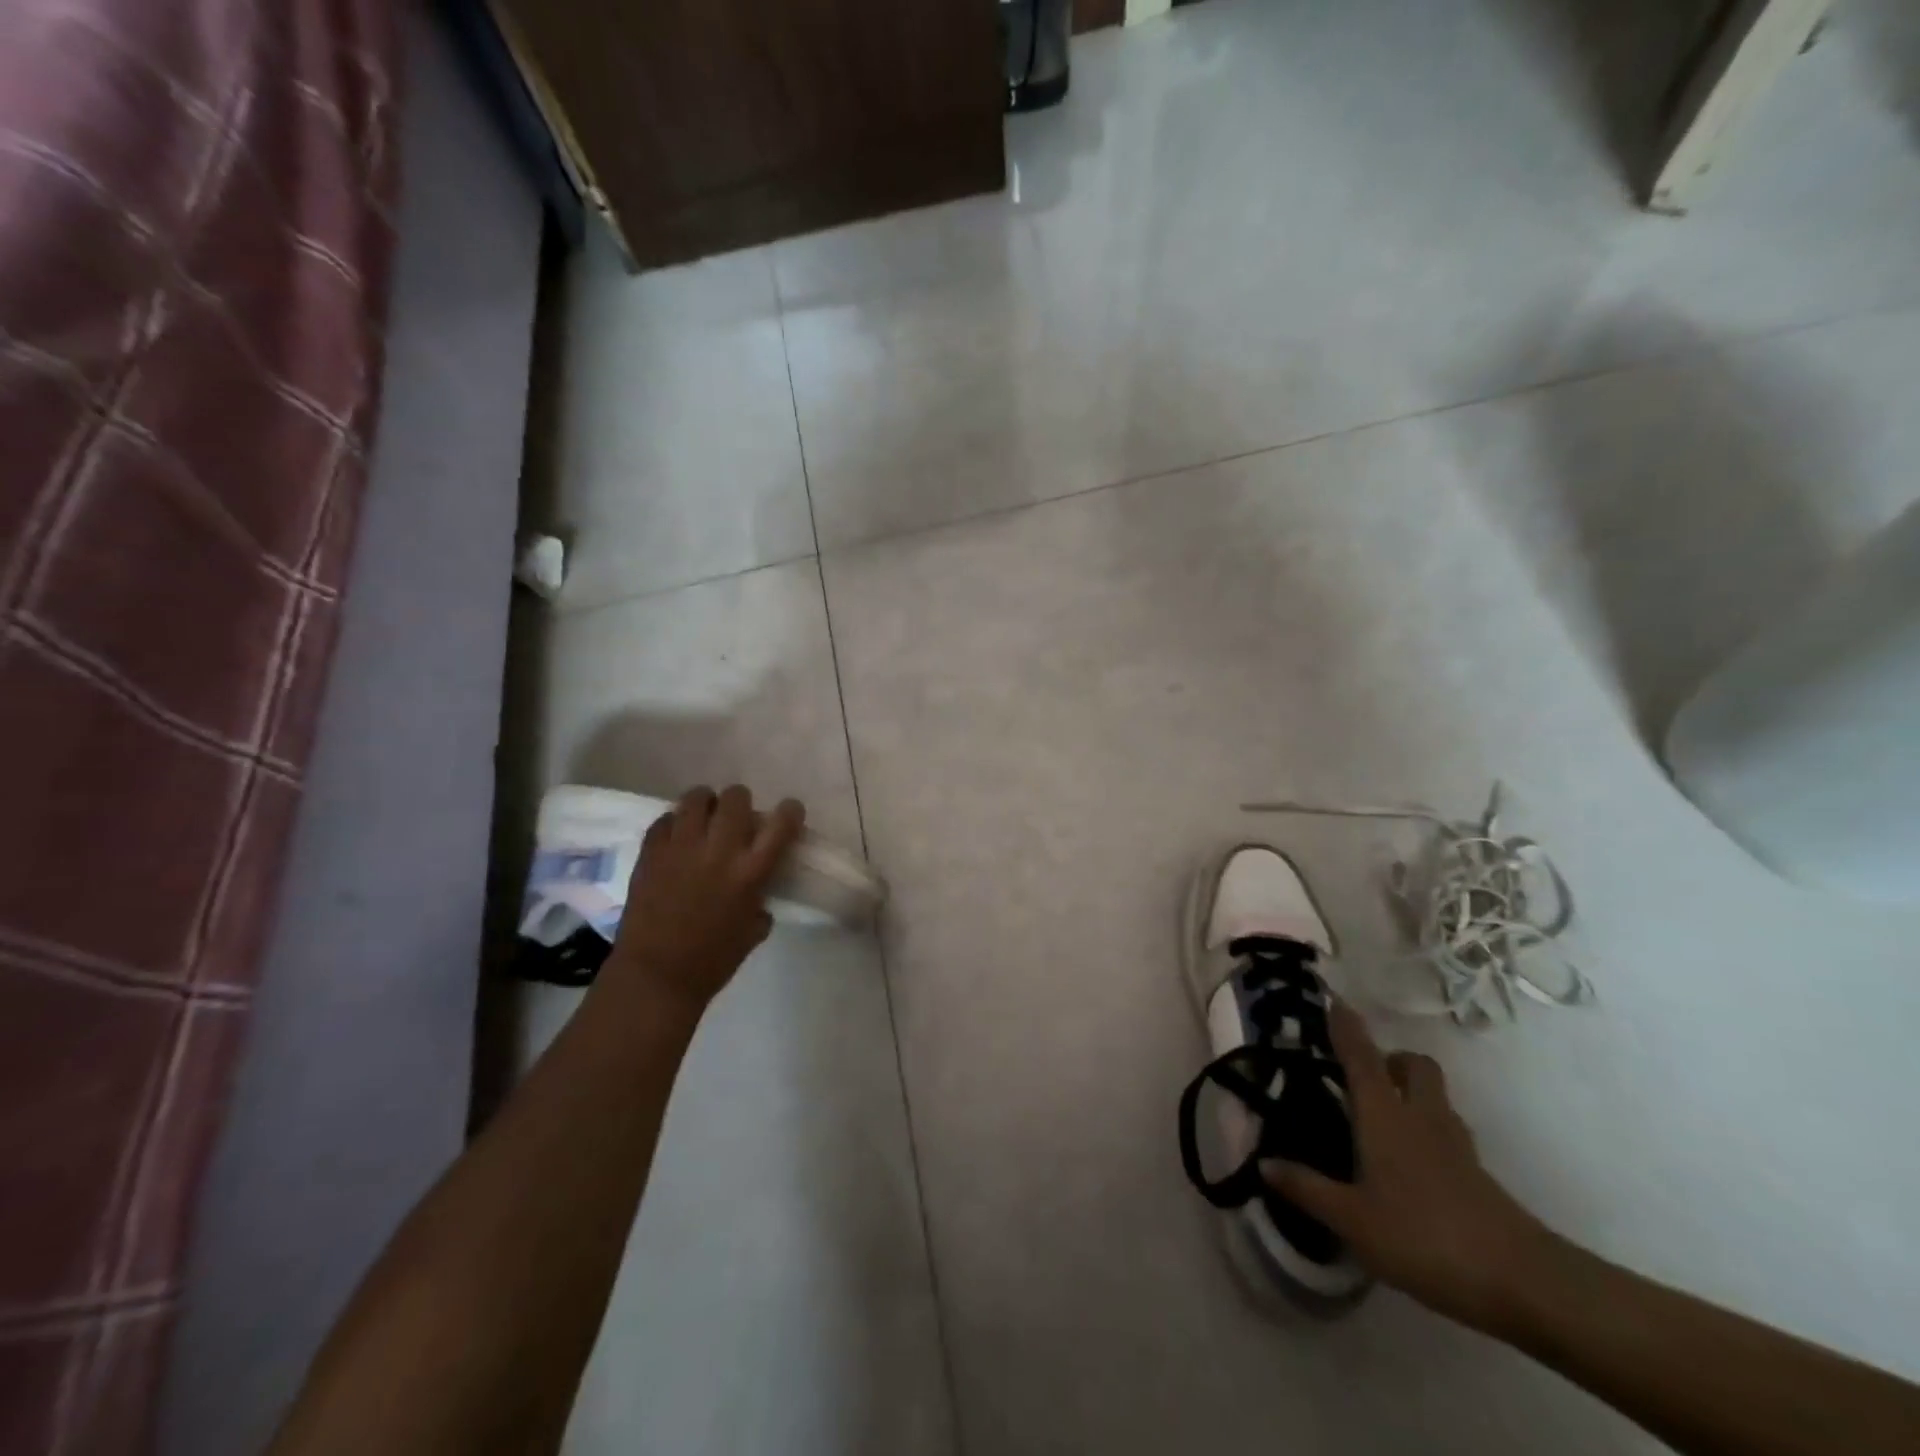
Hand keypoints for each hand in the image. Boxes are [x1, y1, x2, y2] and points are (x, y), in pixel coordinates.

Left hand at [605, 785, 805, 1015]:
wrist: (656, 976)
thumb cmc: (712, 961)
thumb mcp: (753, 930)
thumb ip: (760, 898)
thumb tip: (758, 886)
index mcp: (751, 872)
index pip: (782, 822)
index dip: (790, 811)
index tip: (788, 814)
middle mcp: (719, 850)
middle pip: (736, 797)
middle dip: (741, 803)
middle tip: (737, 819)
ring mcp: (681, 847)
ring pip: (696, 797)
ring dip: (706, 805)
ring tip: (704, 819)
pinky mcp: (651, 852)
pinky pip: (665, 819)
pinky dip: (674, 824)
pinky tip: (676, 839)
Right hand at [1264, 1002, 1554, 1332]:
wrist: (1523, 1283)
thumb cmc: (1424, 1237)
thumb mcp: (1353, 1219)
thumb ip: (1307, 1188)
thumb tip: (1264, 1162)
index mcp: (1384, 1115)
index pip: (1361, 1056)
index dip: (1345, 1026)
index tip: (1332, 999)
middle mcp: (1420, 1116)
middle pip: (1412, 1064)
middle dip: (1389, 1057)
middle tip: (1361, 1075)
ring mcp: (1454, 1143)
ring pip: (1433, 1095)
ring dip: (1410, 1090)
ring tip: (1381, 1116)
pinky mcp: (1476, 1173)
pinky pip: (1445, 1130)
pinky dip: (1425, 1129)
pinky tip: (1409, 1161)